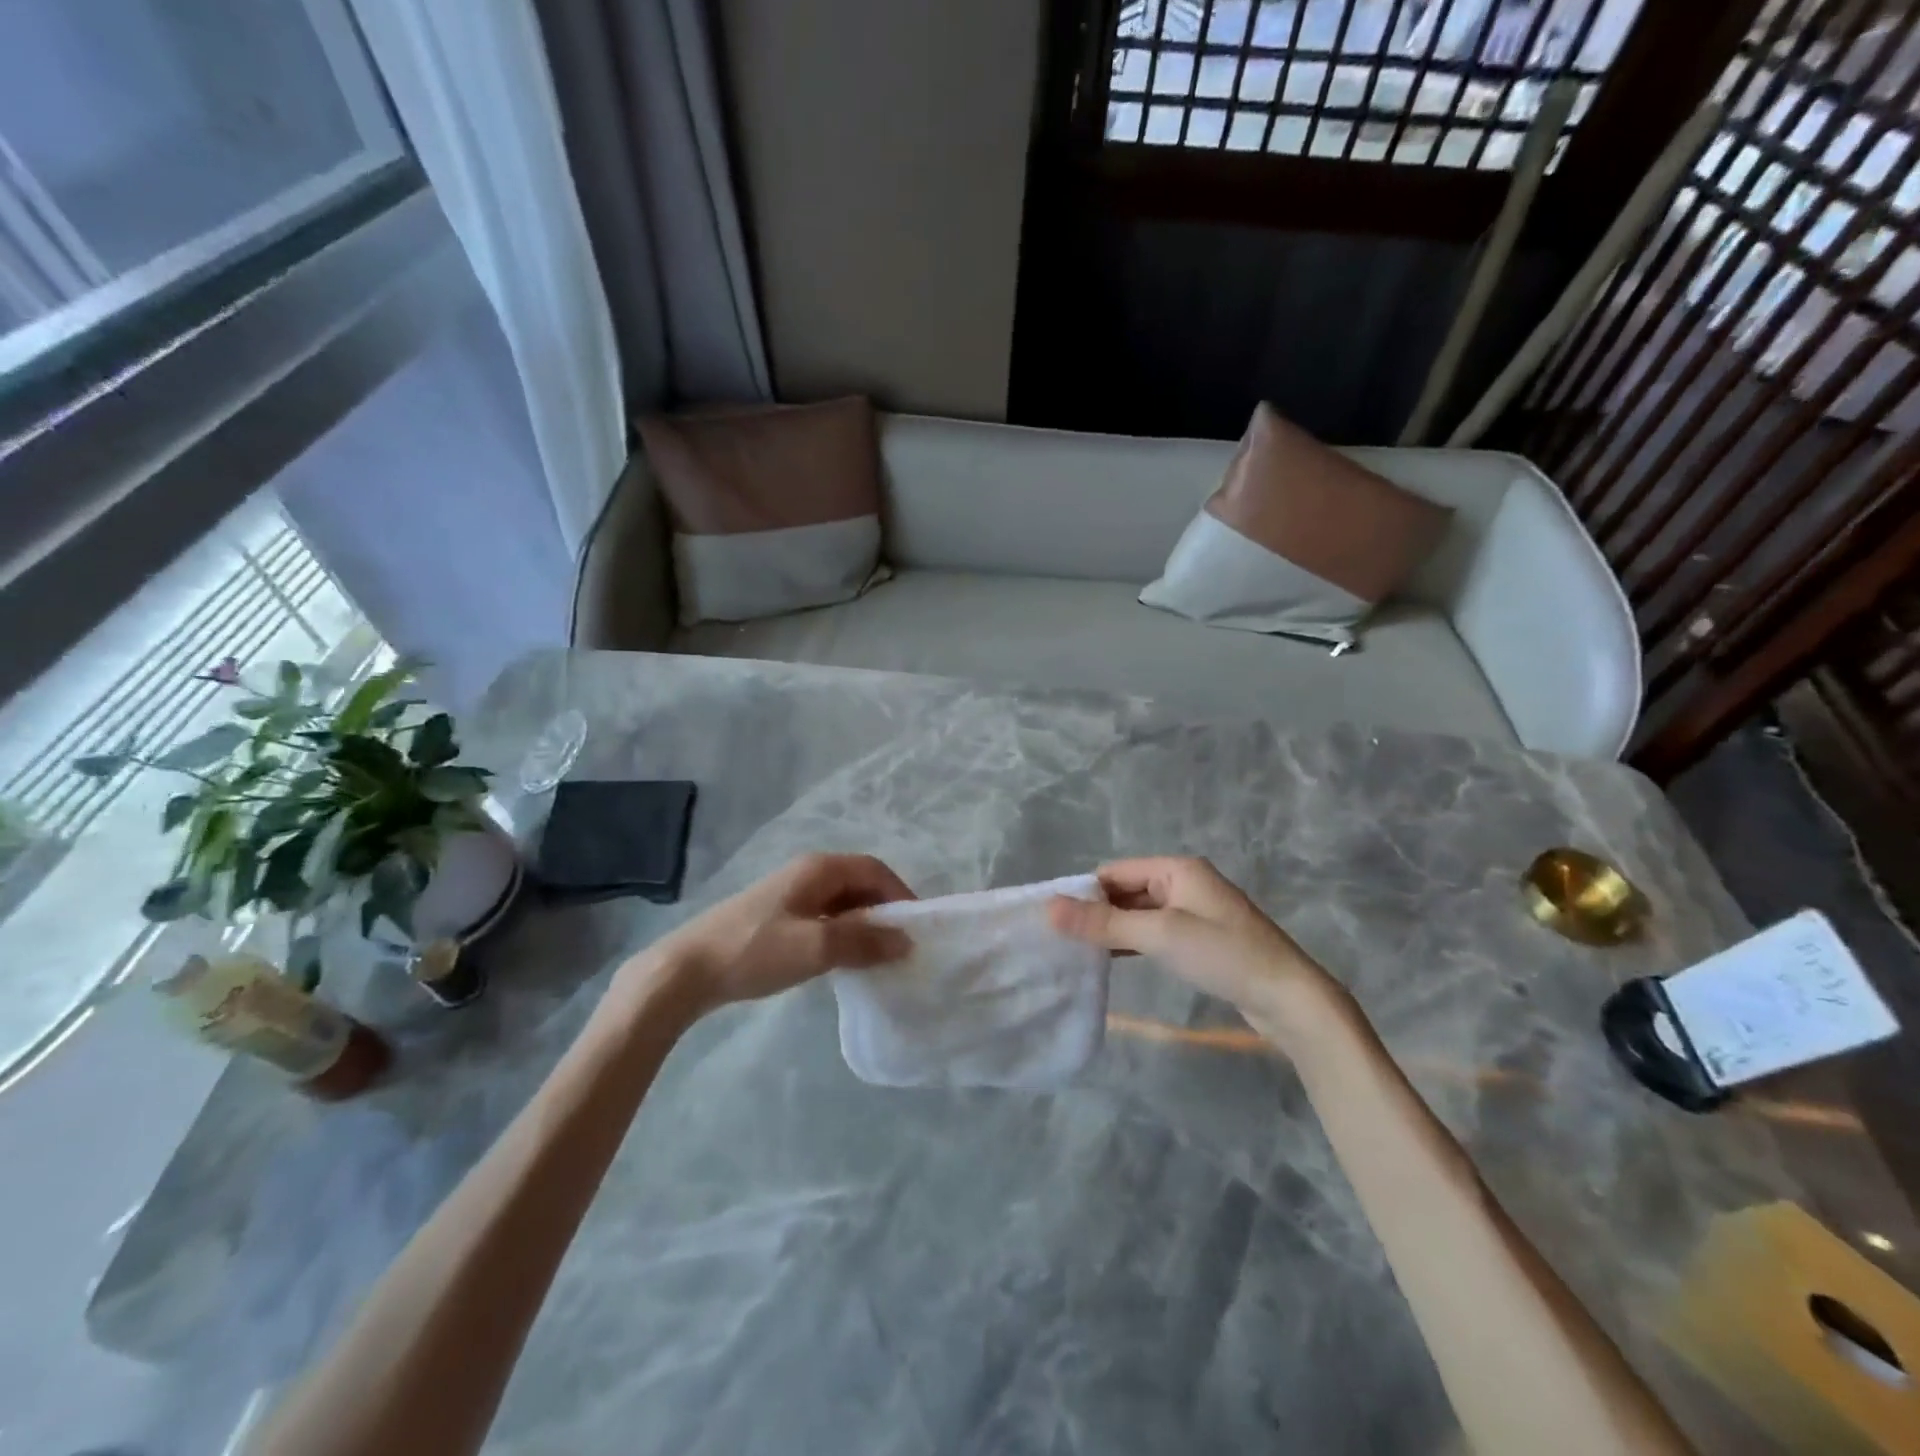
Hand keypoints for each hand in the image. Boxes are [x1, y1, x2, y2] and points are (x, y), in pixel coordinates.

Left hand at [626, 853, 914, 1014]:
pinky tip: (840, 960)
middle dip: (883, 911)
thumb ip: (864, 942)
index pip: (875, 870)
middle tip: (899, 946)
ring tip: (876, 957)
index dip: (900, 894)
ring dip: (862, 925)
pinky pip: (822, 917)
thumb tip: (906, 940)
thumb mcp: (816, 948)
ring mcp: (788, 893)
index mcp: (818, 868)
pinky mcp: (775, 916)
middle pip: (859, 883)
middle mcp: (806, 872)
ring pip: (840, 902)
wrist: (686, 970)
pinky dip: (841, 934)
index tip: (916, 928)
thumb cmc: (755, 951)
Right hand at [1048, 857, 1345, 1046]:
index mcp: (1176, 868)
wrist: (1290, 998)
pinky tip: (1113, 961)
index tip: (1054, 920)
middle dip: (1097, 912)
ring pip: (1139, 914)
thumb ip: (1104, 922)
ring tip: (1079, 953)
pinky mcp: (1200, 939)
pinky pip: (1155, 932)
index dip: (1084, 892)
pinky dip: (1133, 943)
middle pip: (1126, 891)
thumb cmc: (1224, 954)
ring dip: (1114, 930)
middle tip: (1062, 941)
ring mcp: (1194, 912)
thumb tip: (1049, 907)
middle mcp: (1184, 882)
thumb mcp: (1159, 935)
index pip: (1115, 871)